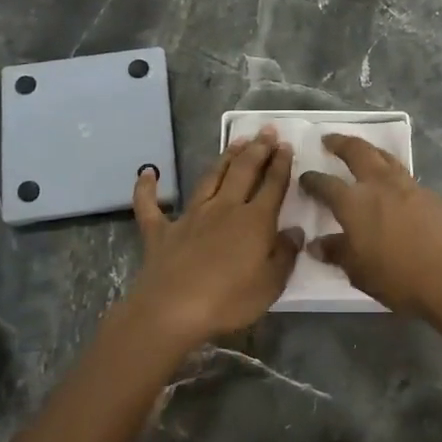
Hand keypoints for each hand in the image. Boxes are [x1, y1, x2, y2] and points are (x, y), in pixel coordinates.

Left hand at [127, 127, 301, 347]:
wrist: (173, 310)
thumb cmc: (229, 301)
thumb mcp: (271, 284)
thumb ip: (284, 255)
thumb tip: (294, 231)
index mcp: (254, 221)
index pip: (272, 185)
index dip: (281, 164)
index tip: (286, 145)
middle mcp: (223, 209)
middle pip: (243, 172)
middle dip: (257, 150)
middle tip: (266, 131)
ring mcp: (190, 217)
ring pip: (209, 179)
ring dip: (223, 159)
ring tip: (235, 142)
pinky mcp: (160, 231)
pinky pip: (150, 206)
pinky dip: (147, 188)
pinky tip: (147, 172)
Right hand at [299, 134, 441, 315]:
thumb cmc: (399, 278)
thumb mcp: (359, 271)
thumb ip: (337, 253)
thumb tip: (317, 244)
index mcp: (354, 202)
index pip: (326, 184)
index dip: (312, 180)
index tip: (305, 177)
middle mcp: (379, 185)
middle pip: (358, 152)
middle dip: (341, 143)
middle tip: (329, 140)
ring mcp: (409, 187)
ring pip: (385, 157)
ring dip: (370, 151)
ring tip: (363, 152)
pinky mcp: (432, 196)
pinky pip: (405, 176)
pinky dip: (392, 173)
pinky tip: (393, 187)